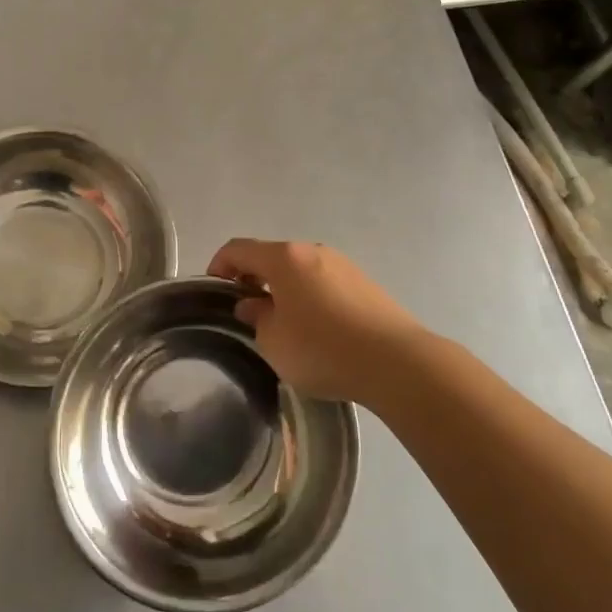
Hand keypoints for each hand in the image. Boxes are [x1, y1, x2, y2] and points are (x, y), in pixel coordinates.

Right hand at [206, 239, 430, 404]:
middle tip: (246, 307)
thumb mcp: (274, 341)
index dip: (220, 264)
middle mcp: (313, 251)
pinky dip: (310, 296)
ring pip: (301, 270)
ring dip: (284, 287)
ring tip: (282, 321)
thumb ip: (257, 317)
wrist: (397, 362)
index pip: (239, 249)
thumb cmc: (323, 349)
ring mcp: (343, 265)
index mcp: (284, 258)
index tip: (214, 287)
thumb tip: (253, 303)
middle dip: (254, 277)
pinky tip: (316, 327)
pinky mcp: (365, 284)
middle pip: (272, 256)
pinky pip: (325, 282)